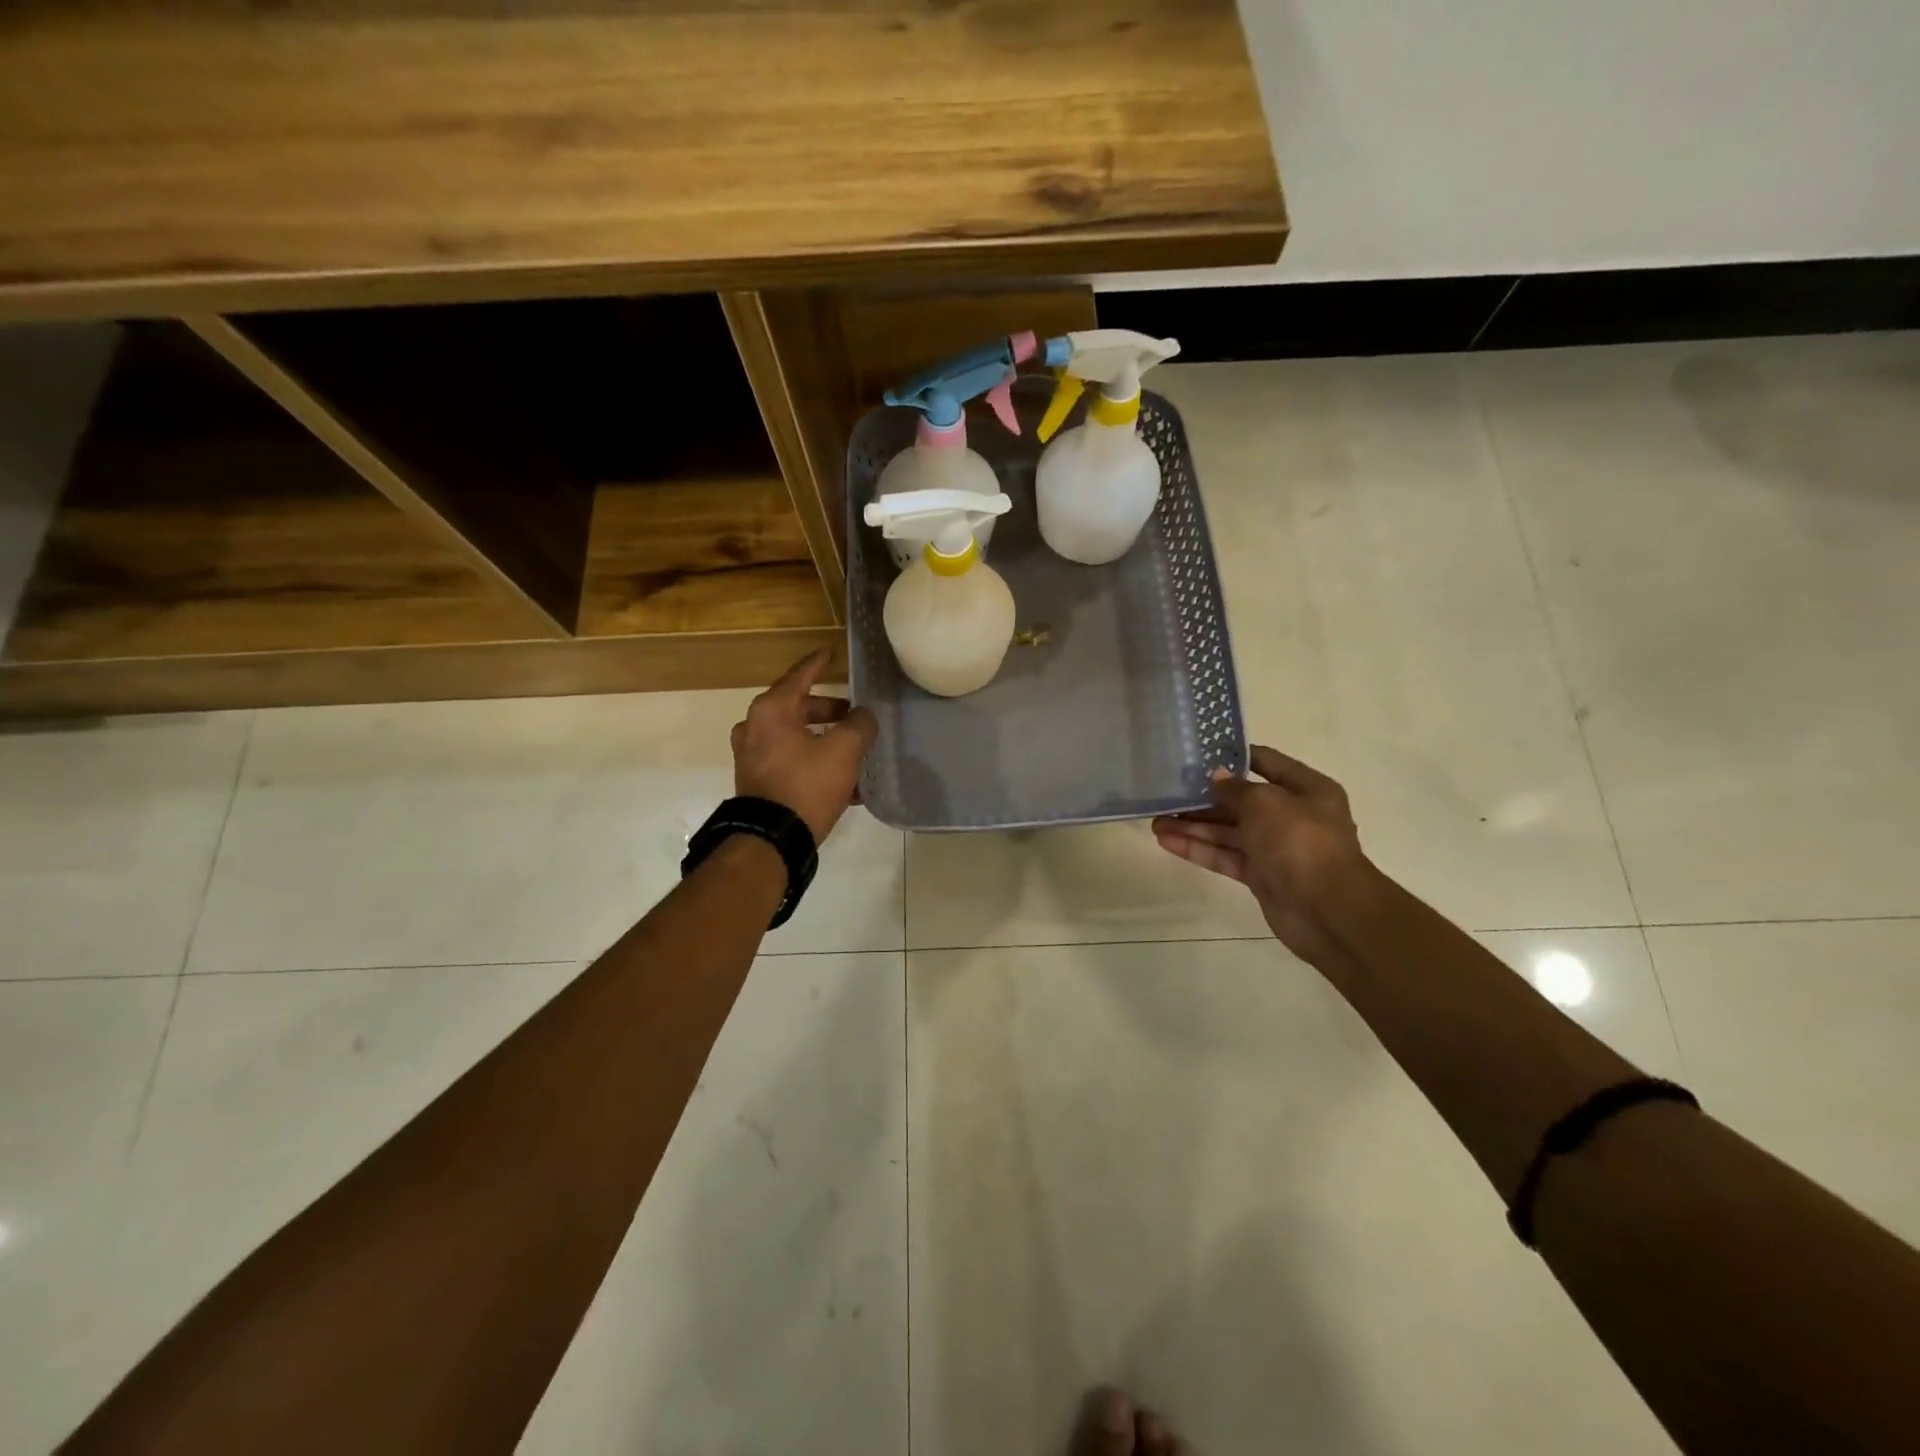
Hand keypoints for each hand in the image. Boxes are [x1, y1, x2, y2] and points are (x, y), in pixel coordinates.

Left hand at [731, 650, 878, 845]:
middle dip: (829, 712)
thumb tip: (863, 717)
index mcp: (771, 710)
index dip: (819, 663)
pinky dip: (814, 762)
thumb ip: (860, 725)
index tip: (831, 652)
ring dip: (824, 740)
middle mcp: (754, 727)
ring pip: (795, 737)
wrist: (771, 839)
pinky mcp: (757, 781)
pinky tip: (845, 782)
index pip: (800, 675)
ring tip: (854, 751)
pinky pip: (790, 761)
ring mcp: (752, 756)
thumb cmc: (806, 784)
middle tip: (853, 716)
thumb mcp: (844, 750)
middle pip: (798, 708)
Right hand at [1152, 746, 1372, 966]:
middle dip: (1204, 798)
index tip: (1199, 753)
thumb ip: (1236, 789)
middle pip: (1241, 801)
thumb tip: (1217, 777)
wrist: (1327, 910)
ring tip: (1156, 821)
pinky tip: (1167, 841)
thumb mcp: (1266, 803)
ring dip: (1194, 826)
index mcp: (1307, 790)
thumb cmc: (1301, 842)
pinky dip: (1198, 848)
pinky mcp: (1261, 875)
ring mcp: (1276, 847)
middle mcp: (1292, 815)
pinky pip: (1225, 856)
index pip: (1266, 763)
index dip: (1234, 757)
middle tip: (1167, 792)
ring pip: (1228, 831)